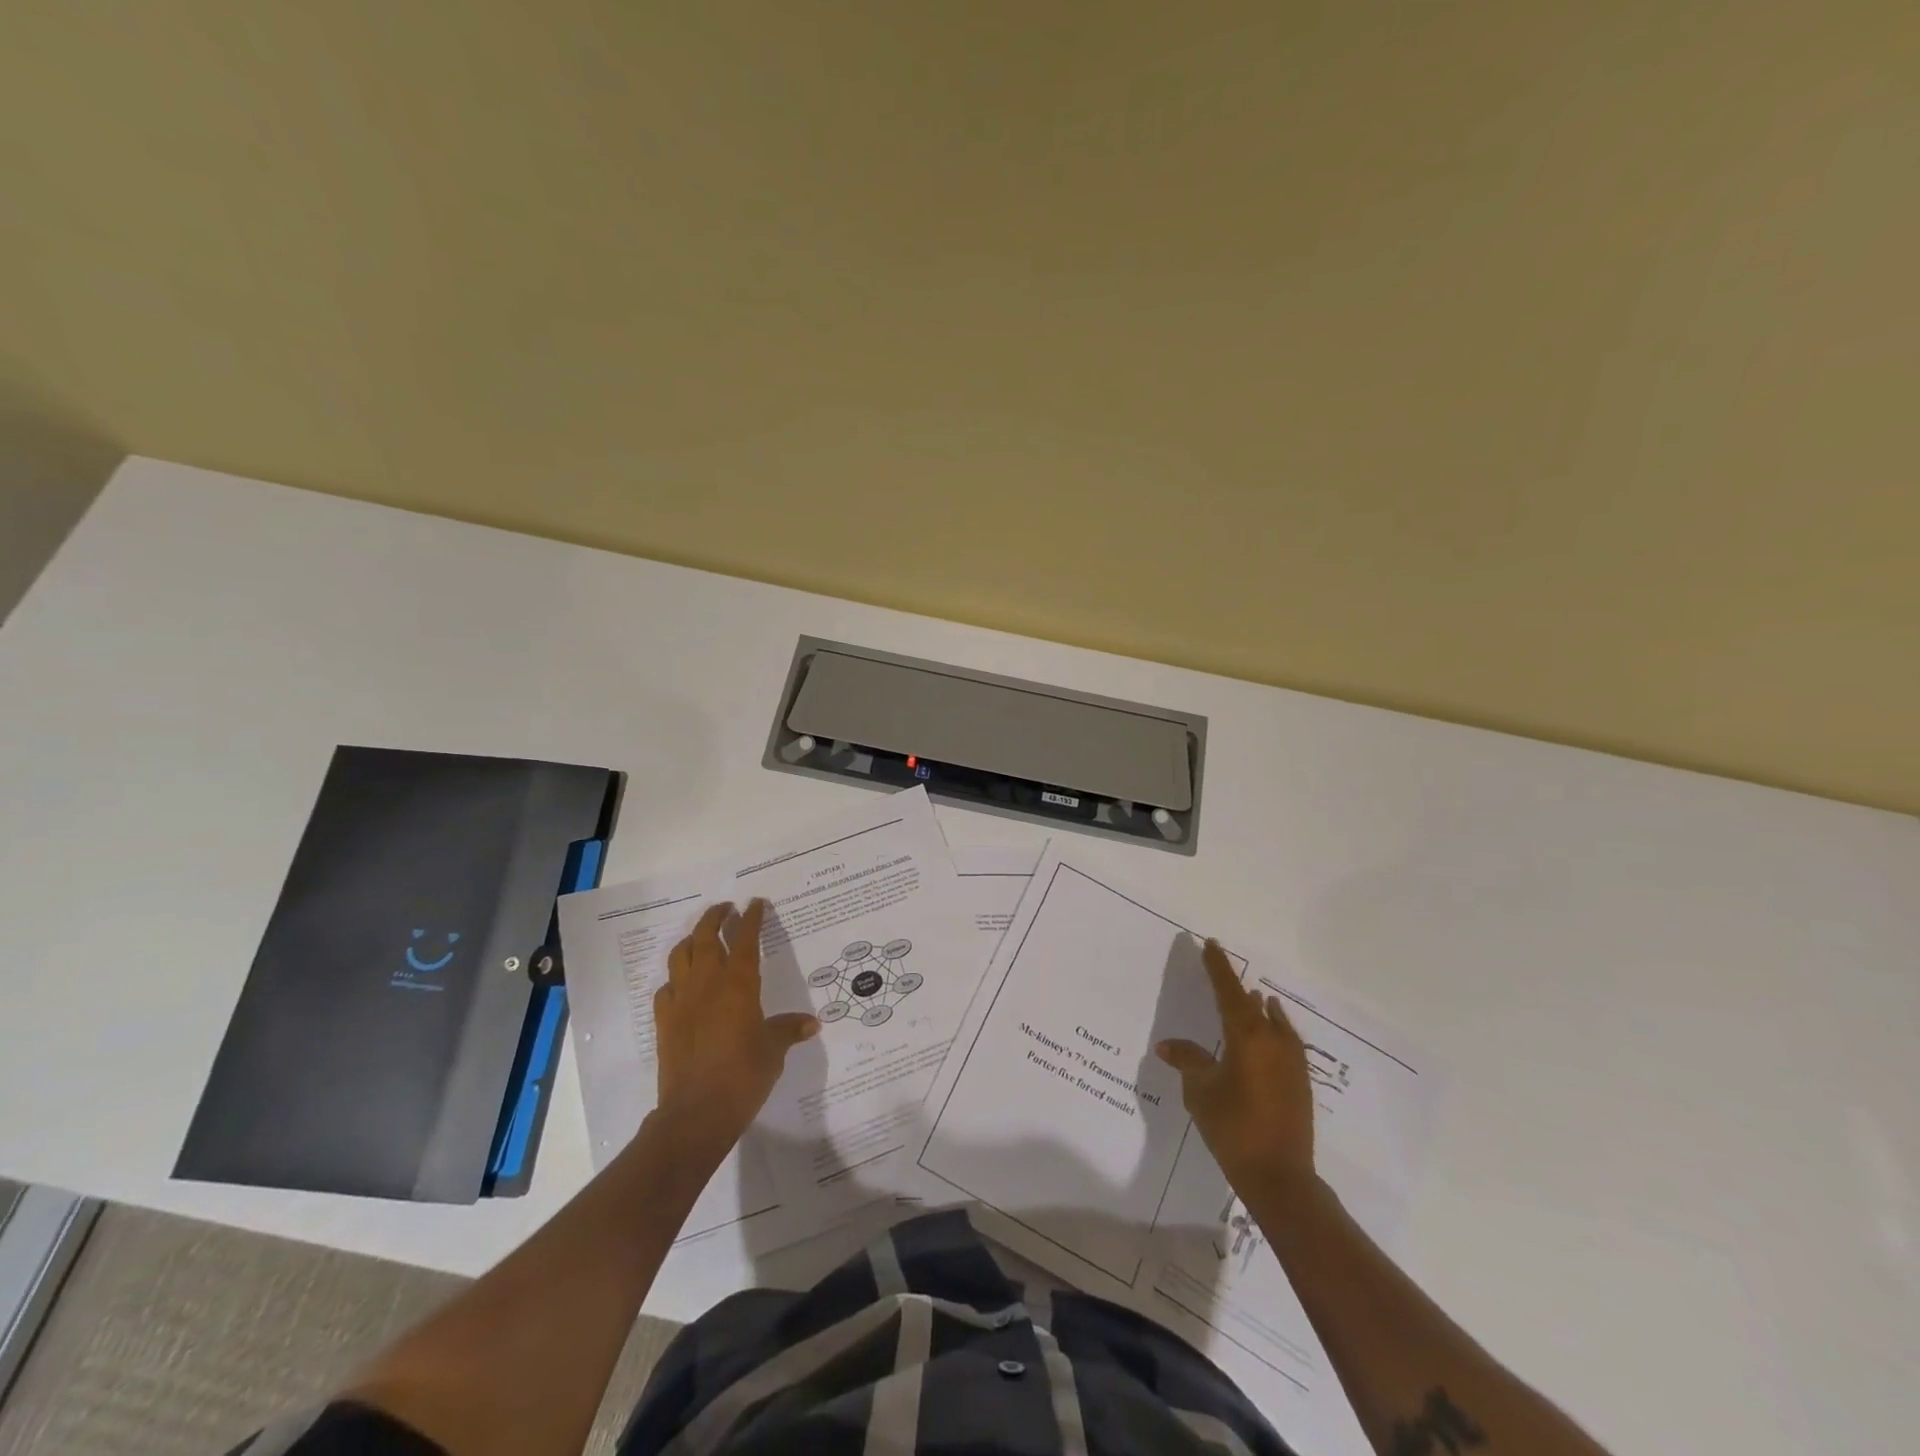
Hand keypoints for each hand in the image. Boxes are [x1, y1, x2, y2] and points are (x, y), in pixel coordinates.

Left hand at [653, 900, 817, 1152]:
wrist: (696, 1114)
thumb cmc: (743, 1076)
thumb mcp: (773, 1051)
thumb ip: (788, 1030)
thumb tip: (811, 1023)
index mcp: (739, 984)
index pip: (745, 939)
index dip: (751, 918)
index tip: (756, 903)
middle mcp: (707, 983)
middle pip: (706, 937)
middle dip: (716, 917)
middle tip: (726, 909)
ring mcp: (681, 1001)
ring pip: (681, 955)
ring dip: (692, 940)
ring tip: (702, 937)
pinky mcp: (664, 1021)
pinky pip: (666, 988)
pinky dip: (676, 978)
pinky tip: (683, 985)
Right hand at [1155, 939, 1316, 1192]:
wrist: (1280, 1177)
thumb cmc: (1233, 1127)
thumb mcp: (1200, 1091)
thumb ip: (1187, 1061)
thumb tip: (1168, 1045)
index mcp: (1247, 1036)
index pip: (1228, 990)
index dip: (1217, 967)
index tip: (1210, 943)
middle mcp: (1273, 1040)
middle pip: (1251, 1002)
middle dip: (1234, 985)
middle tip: (1219, 969)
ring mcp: (1291, 1061)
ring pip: (1272, 1021)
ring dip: (1257, 1007)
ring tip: (1250, 996)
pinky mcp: (1299, 1081)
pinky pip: (1283, 1040)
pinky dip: (1273, 1028)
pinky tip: (1269, 1030)